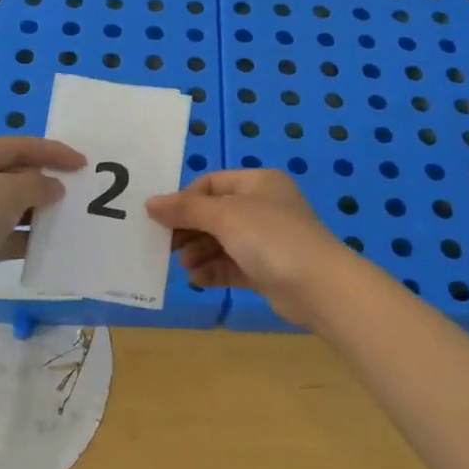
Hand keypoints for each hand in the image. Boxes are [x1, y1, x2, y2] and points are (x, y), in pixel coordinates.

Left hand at [0, 136, 84, 302]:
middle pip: (14, 174)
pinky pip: (6, 236)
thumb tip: (54, 188)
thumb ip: (37, 184)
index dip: (52, 152)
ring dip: (39, 211)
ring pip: (11, 207)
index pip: (17, 146)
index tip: (82, 163)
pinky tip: (50, 244)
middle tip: (78, 191)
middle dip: (45, 181)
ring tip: (69, 217)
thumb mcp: (7, 192)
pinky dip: (27, 238)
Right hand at [146, 169, 351, 328]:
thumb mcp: (225, 216)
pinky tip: (197, 279)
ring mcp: (266, 240)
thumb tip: (150, 203)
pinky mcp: (266, 270)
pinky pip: (232, 265)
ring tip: (184, 265)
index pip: (211, 184)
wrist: (319, 286)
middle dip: (189, 229)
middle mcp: (263, 207)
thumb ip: (185, 209)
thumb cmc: (271, 238)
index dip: (185, 200)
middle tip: (166, 246)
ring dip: (198, 251)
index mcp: (258, 182)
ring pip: (221, 241)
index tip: (162, 219)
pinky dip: (213, 270)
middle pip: (214, 214)